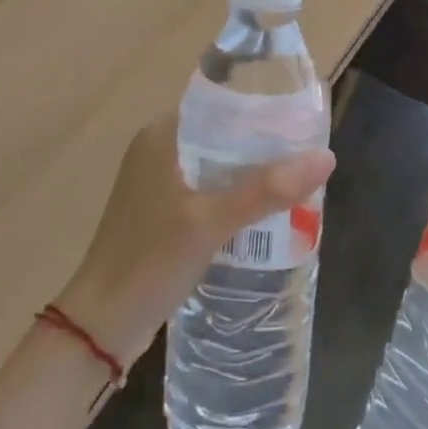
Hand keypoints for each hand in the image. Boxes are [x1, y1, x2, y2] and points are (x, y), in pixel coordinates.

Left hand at [54, 114, 334, 367]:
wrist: (101, 324)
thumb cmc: (150, 260)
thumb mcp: (211, 222)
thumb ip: (267, 190)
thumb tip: (326, 157)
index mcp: (162, 135)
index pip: (219, 104)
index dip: (261, 109)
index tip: (300, 121)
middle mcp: (158, 149)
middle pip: (222, 135)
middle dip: (263, 146)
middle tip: (306, 156)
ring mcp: (157, 182)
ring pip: (217, 165)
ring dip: (251, 173)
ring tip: (296, 182)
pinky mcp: (161, 211)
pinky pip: (208, 189)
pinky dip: (234, 195)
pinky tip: (264, 211)